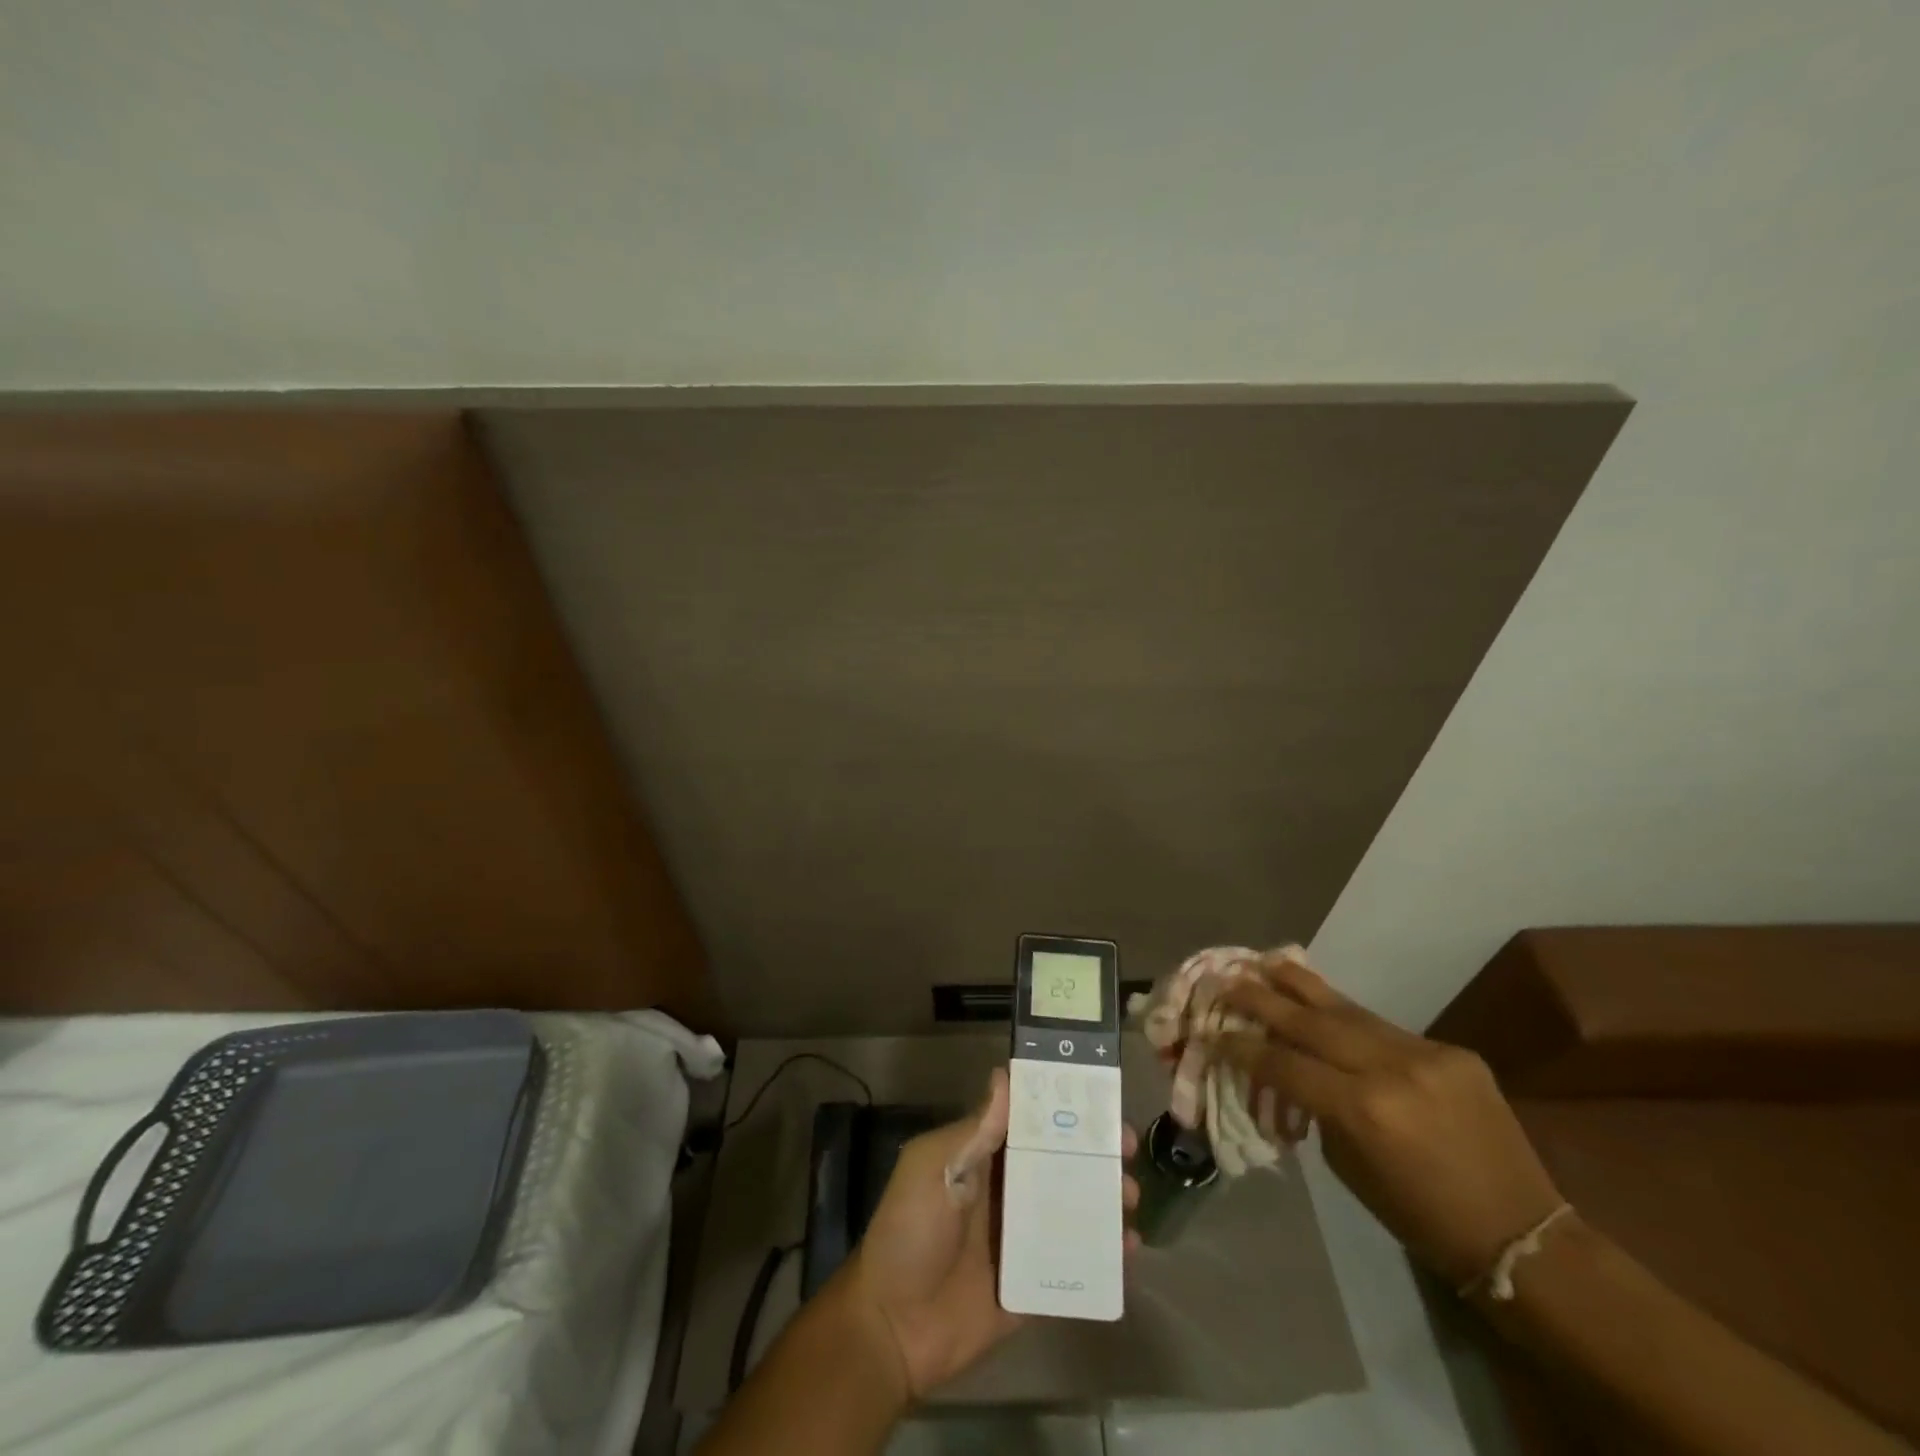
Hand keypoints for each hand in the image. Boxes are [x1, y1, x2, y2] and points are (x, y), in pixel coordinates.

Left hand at [840, 1069, 1139, 1397]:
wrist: (891, 1328)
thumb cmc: (909, 1233)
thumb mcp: (933, 1169)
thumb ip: (974, 1130)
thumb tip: (1005, 1075)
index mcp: (982, 1157)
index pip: (1030, 1123)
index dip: (1064, 1110)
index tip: (1100, 1104)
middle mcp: (1006, 1190)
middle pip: (1060, 1163)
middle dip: (1095, 1154)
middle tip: (1126, 1152)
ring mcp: (1022, 1238)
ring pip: (1073, 1208)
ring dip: (1105, 1199)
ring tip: (1130, 1200)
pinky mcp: (1034, 1283)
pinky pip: (1075, 1263)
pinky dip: (1103, 1254)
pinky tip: (1130, 1250)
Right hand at [1217, 950, 1563, 1289]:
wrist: (1521, 1234)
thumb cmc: (1419, 1217)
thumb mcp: (1349, 1167)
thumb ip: (1316, 1109)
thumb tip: (1288, 1070)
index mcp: (1361, 1110)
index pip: (1284, 1063)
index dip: (1243, 1046)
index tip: (1214, 1031)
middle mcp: (1390, 1070)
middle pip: (1309, 1022)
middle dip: (1261, 998)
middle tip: (1226, 980)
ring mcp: (1425, 1054)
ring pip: (1346, 1009)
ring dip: (1300, 986)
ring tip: (1265, 963)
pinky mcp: (1450, 1051)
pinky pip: (1383, 1027)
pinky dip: (1346, 1016)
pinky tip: (1322, 1003)